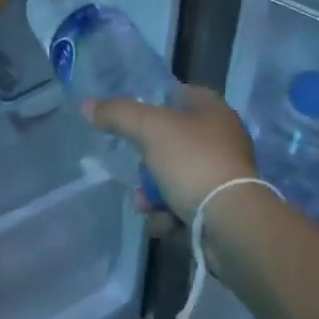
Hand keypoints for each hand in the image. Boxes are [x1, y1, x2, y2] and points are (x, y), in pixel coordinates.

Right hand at [86, 84, 258, 224]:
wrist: (232, 224)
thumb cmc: (193, 162)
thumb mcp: (150, 129)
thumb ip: (118, 114)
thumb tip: (86, 105)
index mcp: (214, 110)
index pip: (181, 94)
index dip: (156, 100)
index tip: (132, 117)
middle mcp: (223, 139)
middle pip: (173, 141)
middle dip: (147, 162)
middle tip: (135, 172)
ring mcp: (223, 176)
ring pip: (175, 177)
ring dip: (154, 194)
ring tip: (146, 206)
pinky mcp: (222, 210)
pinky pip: (185, 206)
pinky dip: (170, 216)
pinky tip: (164, 224)